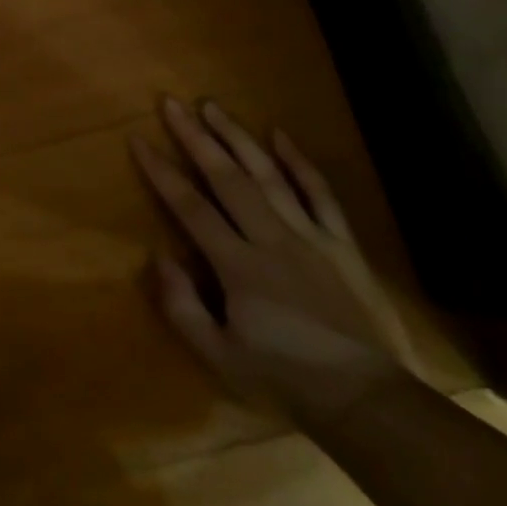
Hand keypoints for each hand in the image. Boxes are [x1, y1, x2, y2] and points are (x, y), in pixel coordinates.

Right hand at [131, 97, 416, 421]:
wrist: (368, 402)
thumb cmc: (285, 380)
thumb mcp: (219, 357)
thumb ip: (182, 307)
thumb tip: (160, 256)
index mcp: (238, 266)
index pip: (191, 207)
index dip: (161, 171)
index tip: (139, 139)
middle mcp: (271, 239)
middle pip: (227, 178)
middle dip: (196, 137)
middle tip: (172, 103)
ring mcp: (310, 237)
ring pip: (269, 175)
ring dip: (238, 137)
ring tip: (213, 106)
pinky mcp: (342, 244)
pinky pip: (320, 194)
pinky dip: (300, 162)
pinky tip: (280, 134)